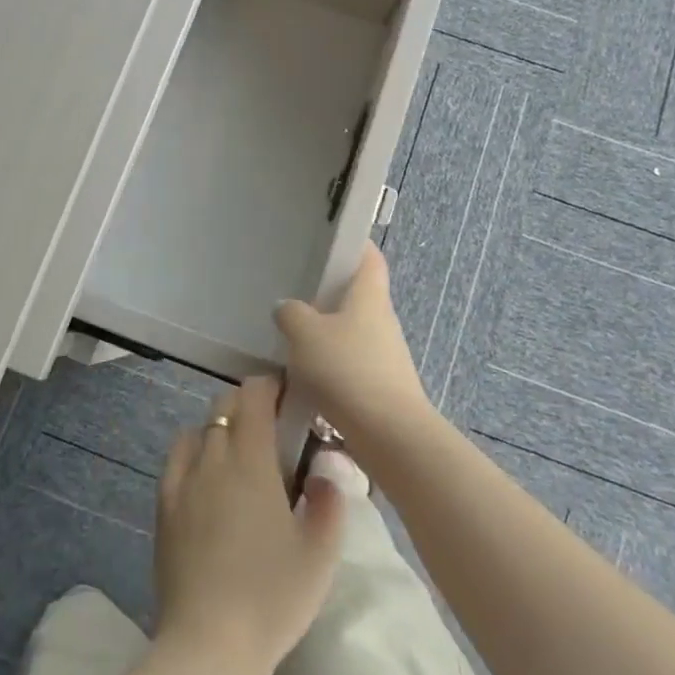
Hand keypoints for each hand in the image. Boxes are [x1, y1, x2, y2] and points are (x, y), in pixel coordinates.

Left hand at [154, 375, 345, 674]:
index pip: (254, 395)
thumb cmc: (272, 597)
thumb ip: (331, 502)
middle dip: (248, 404)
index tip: (289, 397)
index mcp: (251, 459)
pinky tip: (207, 480)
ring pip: (199, 428)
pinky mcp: (163, 506)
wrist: (209, 646)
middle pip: (224, 405)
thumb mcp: (320, 554)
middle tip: (272, 430)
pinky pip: (177, 458)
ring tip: (239, 456)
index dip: (270, 386)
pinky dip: (194, 452)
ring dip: (220, 427)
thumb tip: (326, 470)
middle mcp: (213, 457)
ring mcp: (182, 480)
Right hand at [274, 243, 434, 455]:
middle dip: (329, 294)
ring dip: (327, 333)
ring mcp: (385, 354)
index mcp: (369, 295)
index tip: (328, 241)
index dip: (353, 244)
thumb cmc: (347, 369)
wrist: (388, 434)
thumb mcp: (306, 334)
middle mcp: (382, 319)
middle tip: (295, 292)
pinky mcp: (380, 384)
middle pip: (358, 295)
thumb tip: (287, 308)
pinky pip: (351, 363)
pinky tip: (306, 376)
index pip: (369, 256)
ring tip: (293, 337)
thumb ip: (291, 314)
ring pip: (351, 331)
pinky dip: (330, 364)